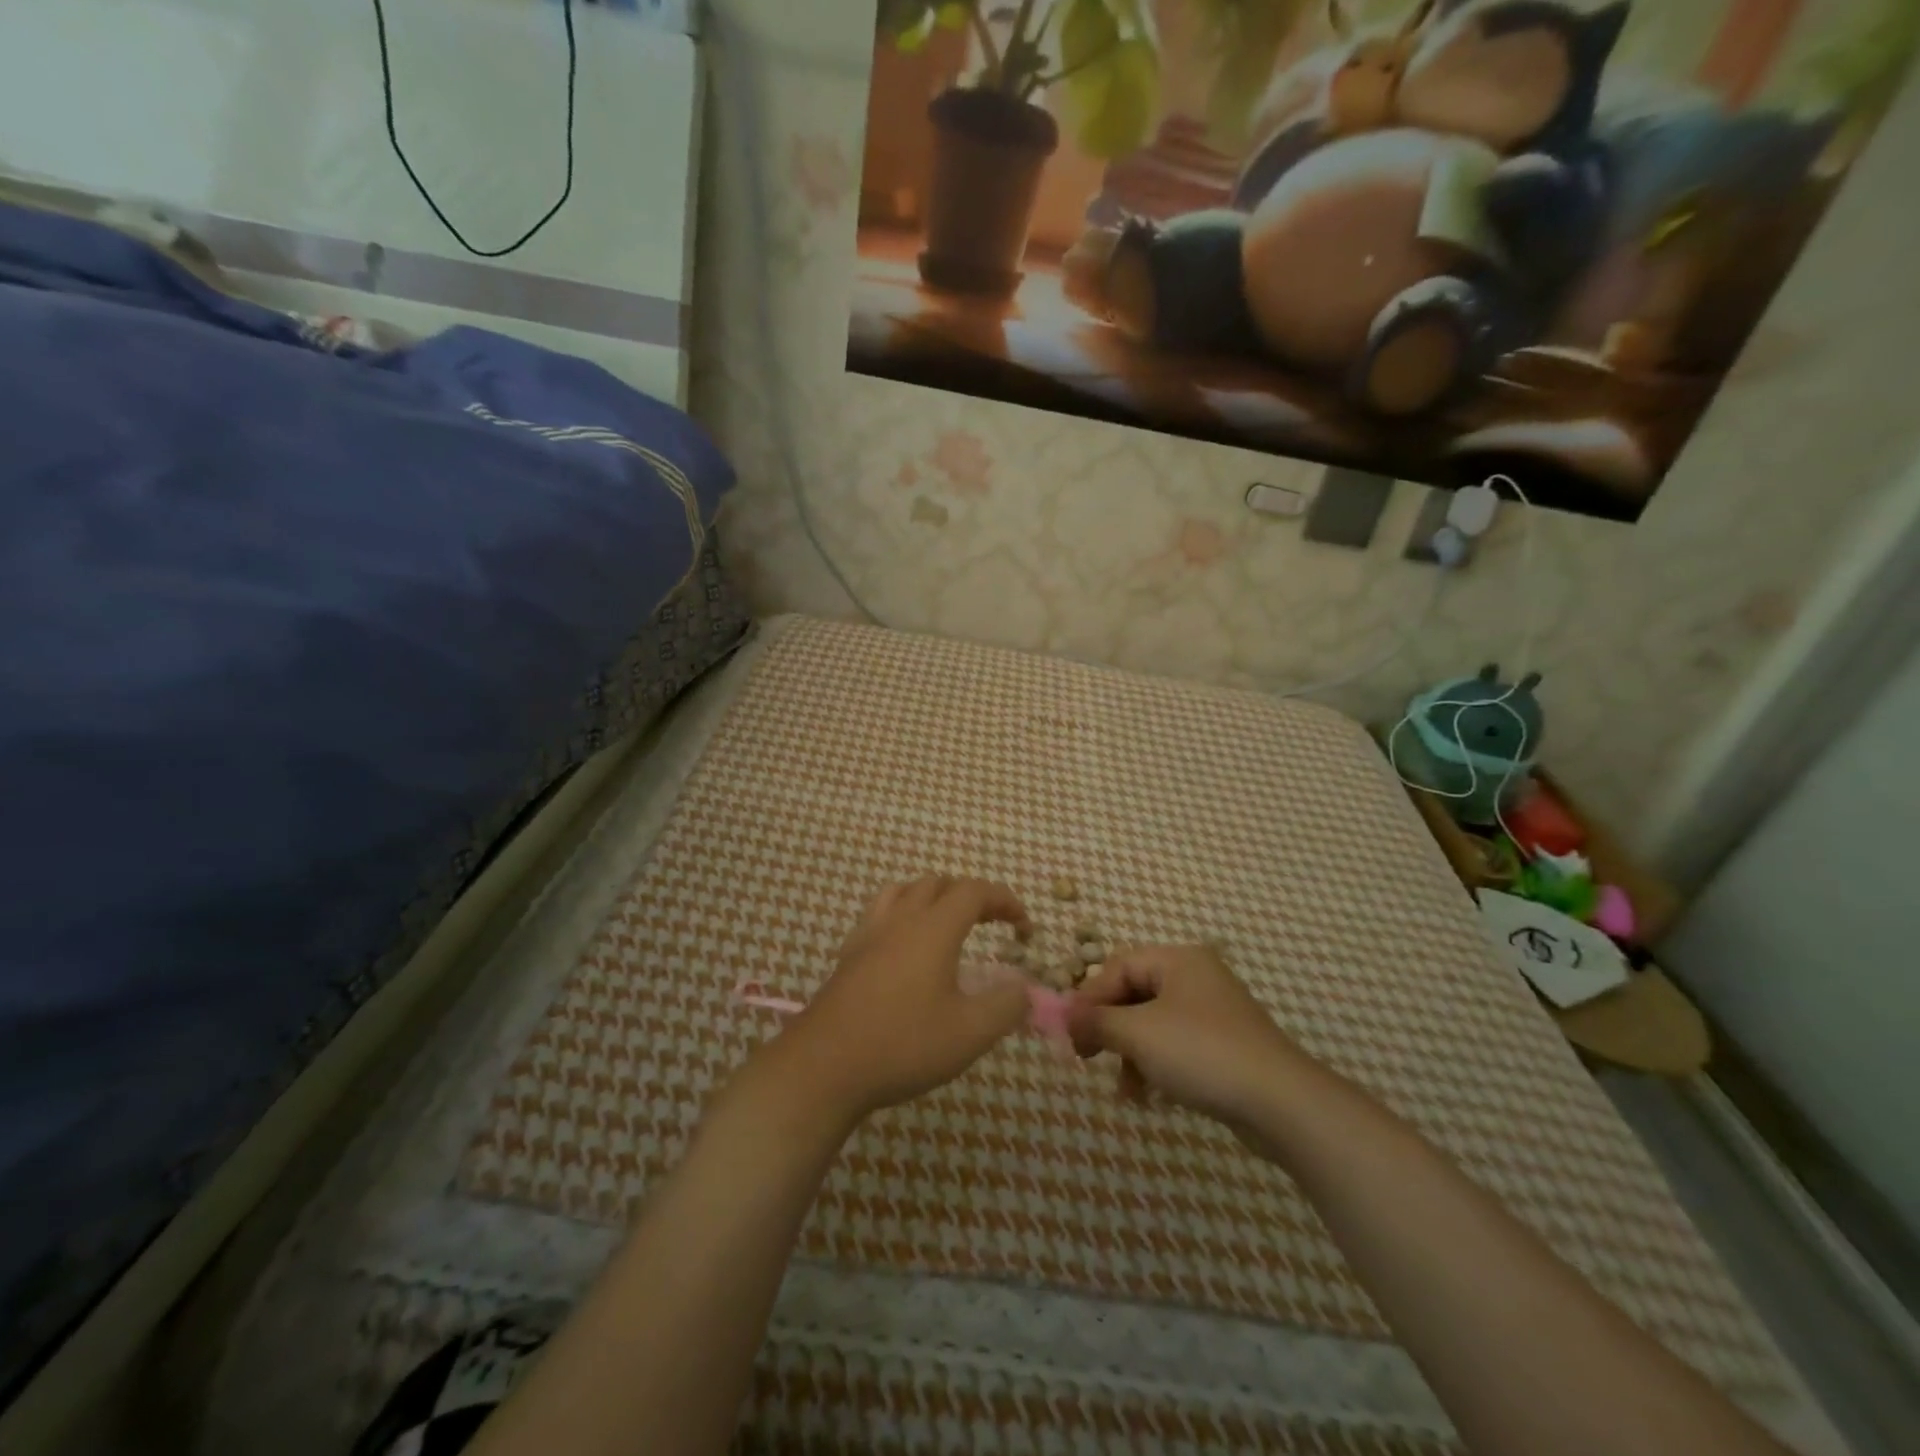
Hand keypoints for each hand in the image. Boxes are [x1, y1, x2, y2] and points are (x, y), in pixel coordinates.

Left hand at [767, 876, 1033, 1124]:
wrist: (825, 1065)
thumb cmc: (904, 1044)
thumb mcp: (970, 1033)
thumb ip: (1006, 1006)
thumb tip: (1024, 988)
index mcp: (934, 928)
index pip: (975, 891)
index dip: (1005, 900)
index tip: (1024, 927)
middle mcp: (901, 919)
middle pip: (938, 883)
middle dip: (971, 896)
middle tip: (991, 923)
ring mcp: (869, 934)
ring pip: (904, 891)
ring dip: (933, 897)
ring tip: (948, 924)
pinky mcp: (848, 954)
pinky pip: (880, 914)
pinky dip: (903, 915)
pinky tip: (905, 948)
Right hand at [1067, 944, 1308, 1129]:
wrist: (1281, 1103)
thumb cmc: (1202, 1053)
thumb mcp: (1138, 1034)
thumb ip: (1096, 1021)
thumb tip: (1062, 1016)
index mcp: (1177, 960)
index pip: (1117, 966)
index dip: (1089, 997)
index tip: (1069, 1032)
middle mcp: (1195, 977)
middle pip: (1134, 993)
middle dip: (1109, 1028)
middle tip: (1086, 1056)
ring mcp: (1213, 1012)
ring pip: (1152, 1024)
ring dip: (1130, 1054)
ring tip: (1125, 1089)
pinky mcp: (1224, 1046)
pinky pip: (1175, 1046)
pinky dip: (1156, 1066)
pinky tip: (1150, 1097)